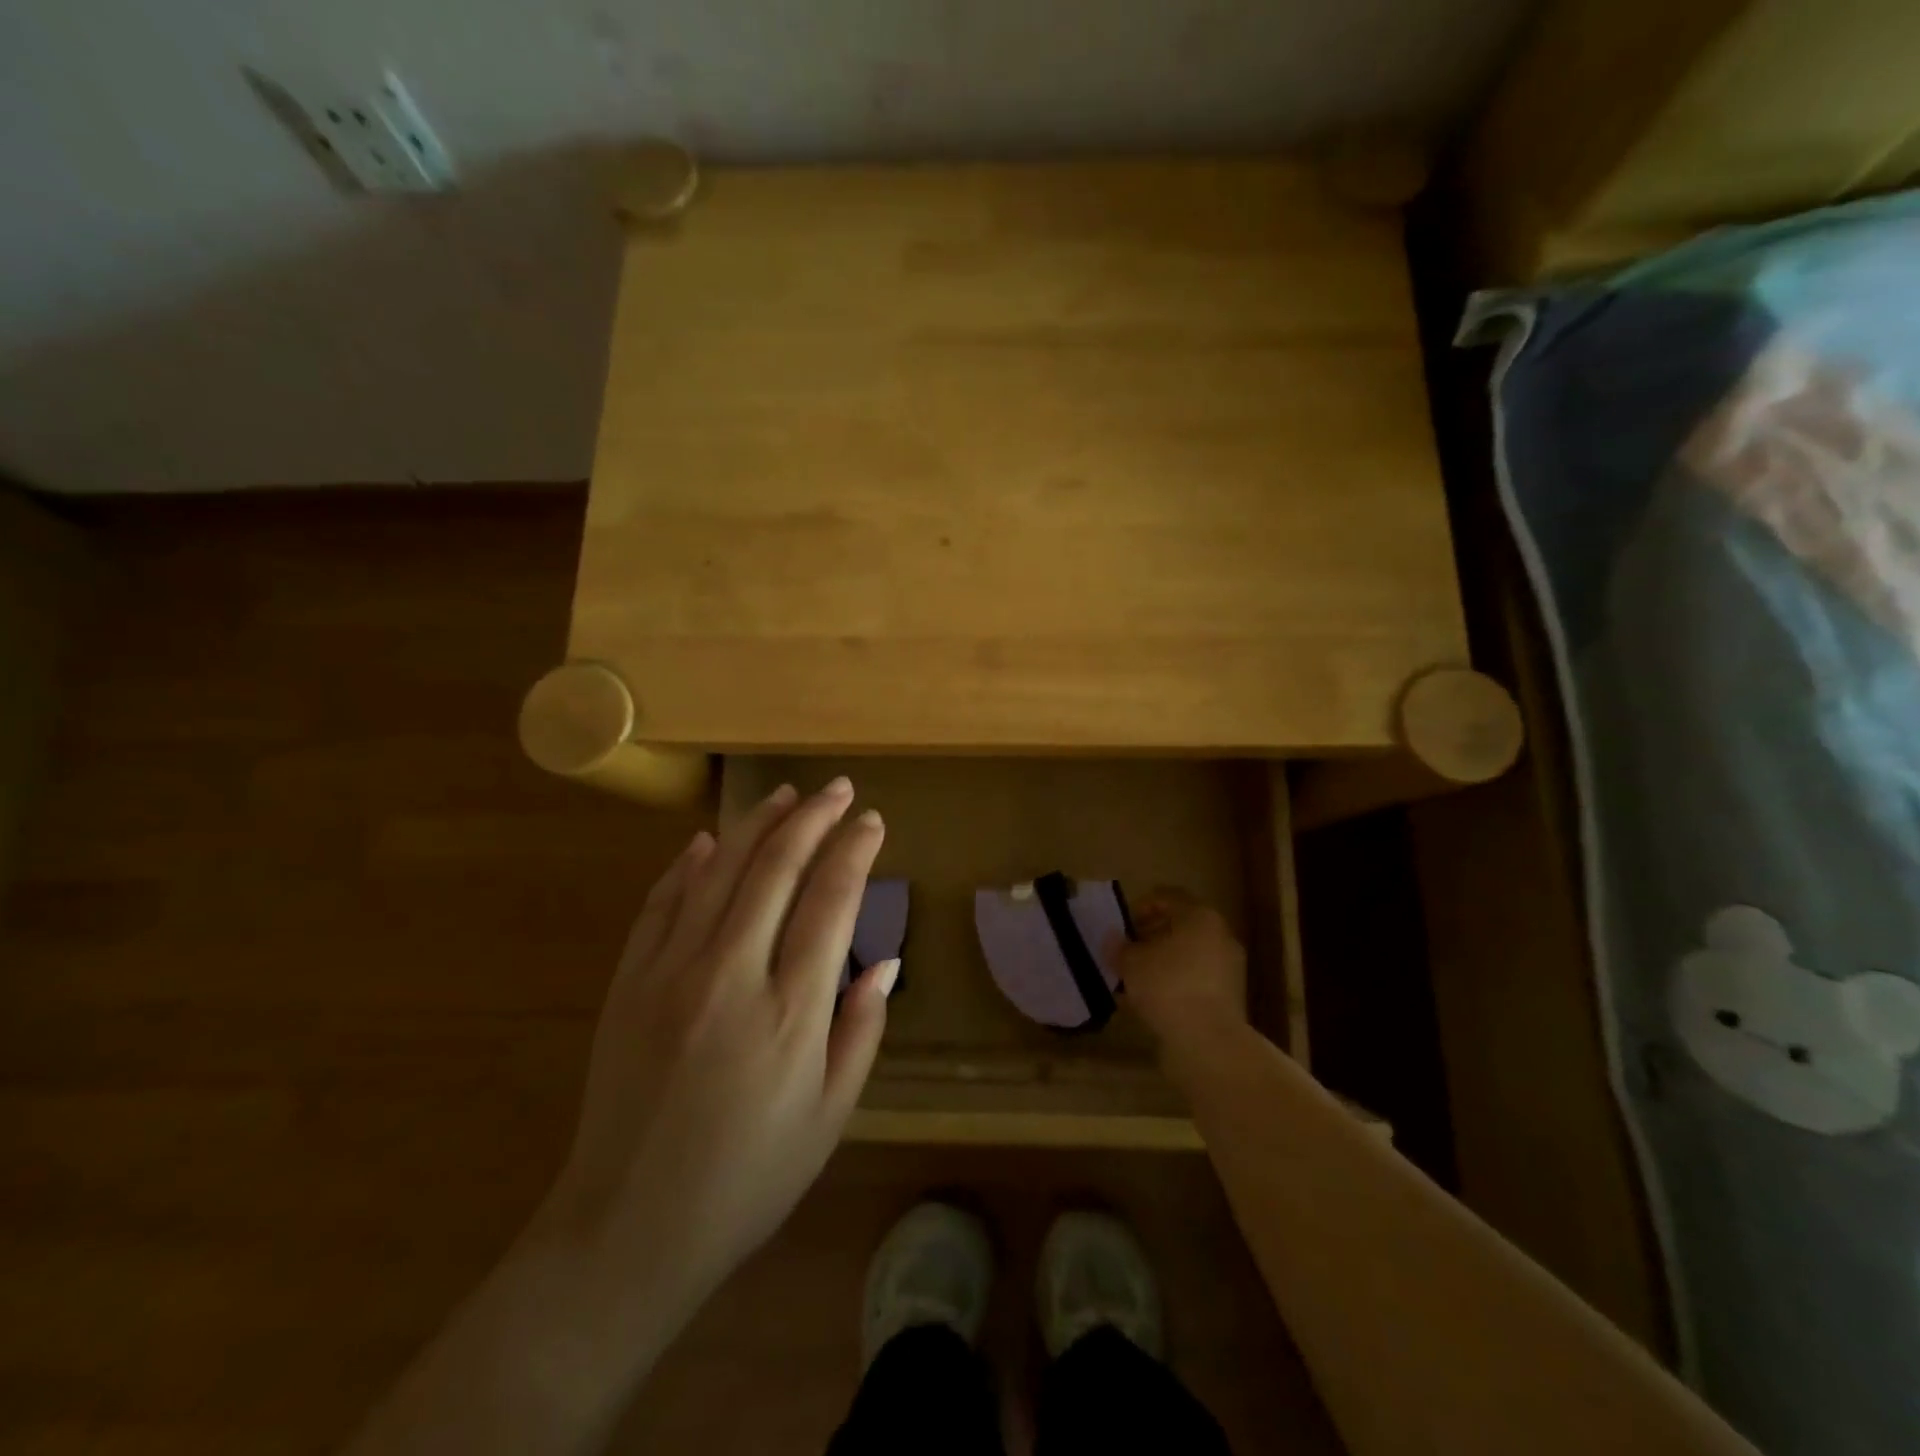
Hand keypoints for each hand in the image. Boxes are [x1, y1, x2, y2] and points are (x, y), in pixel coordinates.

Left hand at [537, 777, 894, 1312]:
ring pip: (719, 872)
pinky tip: (709, 842)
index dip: (854, 851)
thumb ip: (861, 1030)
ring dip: (757, 825)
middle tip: (838, 790)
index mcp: (790, 1013)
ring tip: (786, 795)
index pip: (831, 901)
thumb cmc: (748, 1180)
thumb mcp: (830, 1117)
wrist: (628, 1230)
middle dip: (813, 818)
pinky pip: (661, 904)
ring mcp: (670, 974)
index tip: (872, 822)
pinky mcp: (628, 983)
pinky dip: (688, 866)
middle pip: (777, 869)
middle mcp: (730, 976)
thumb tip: (887, 962)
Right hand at [1115, 890, 1247, 1054]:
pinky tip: (1154, 998)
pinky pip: (1197, 978)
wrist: (1209, 1040)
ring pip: (1190, 953)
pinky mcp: (1230, 996)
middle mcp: (1220, 935)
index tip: (1124, 925)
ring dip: (1165, 960)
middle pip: (1182, 925)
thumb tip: (1114, 939)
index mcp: (1199, 916)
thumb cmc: (1167, 985)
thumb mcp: (1131, 962)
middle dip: (1153, 934)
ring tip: (1138, 977)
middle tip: (1129, 949)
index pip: (1168, 896)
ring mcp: (1229, 966)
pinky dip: (1177, 981)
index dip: (1142, 905)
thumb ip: (1120, 947)